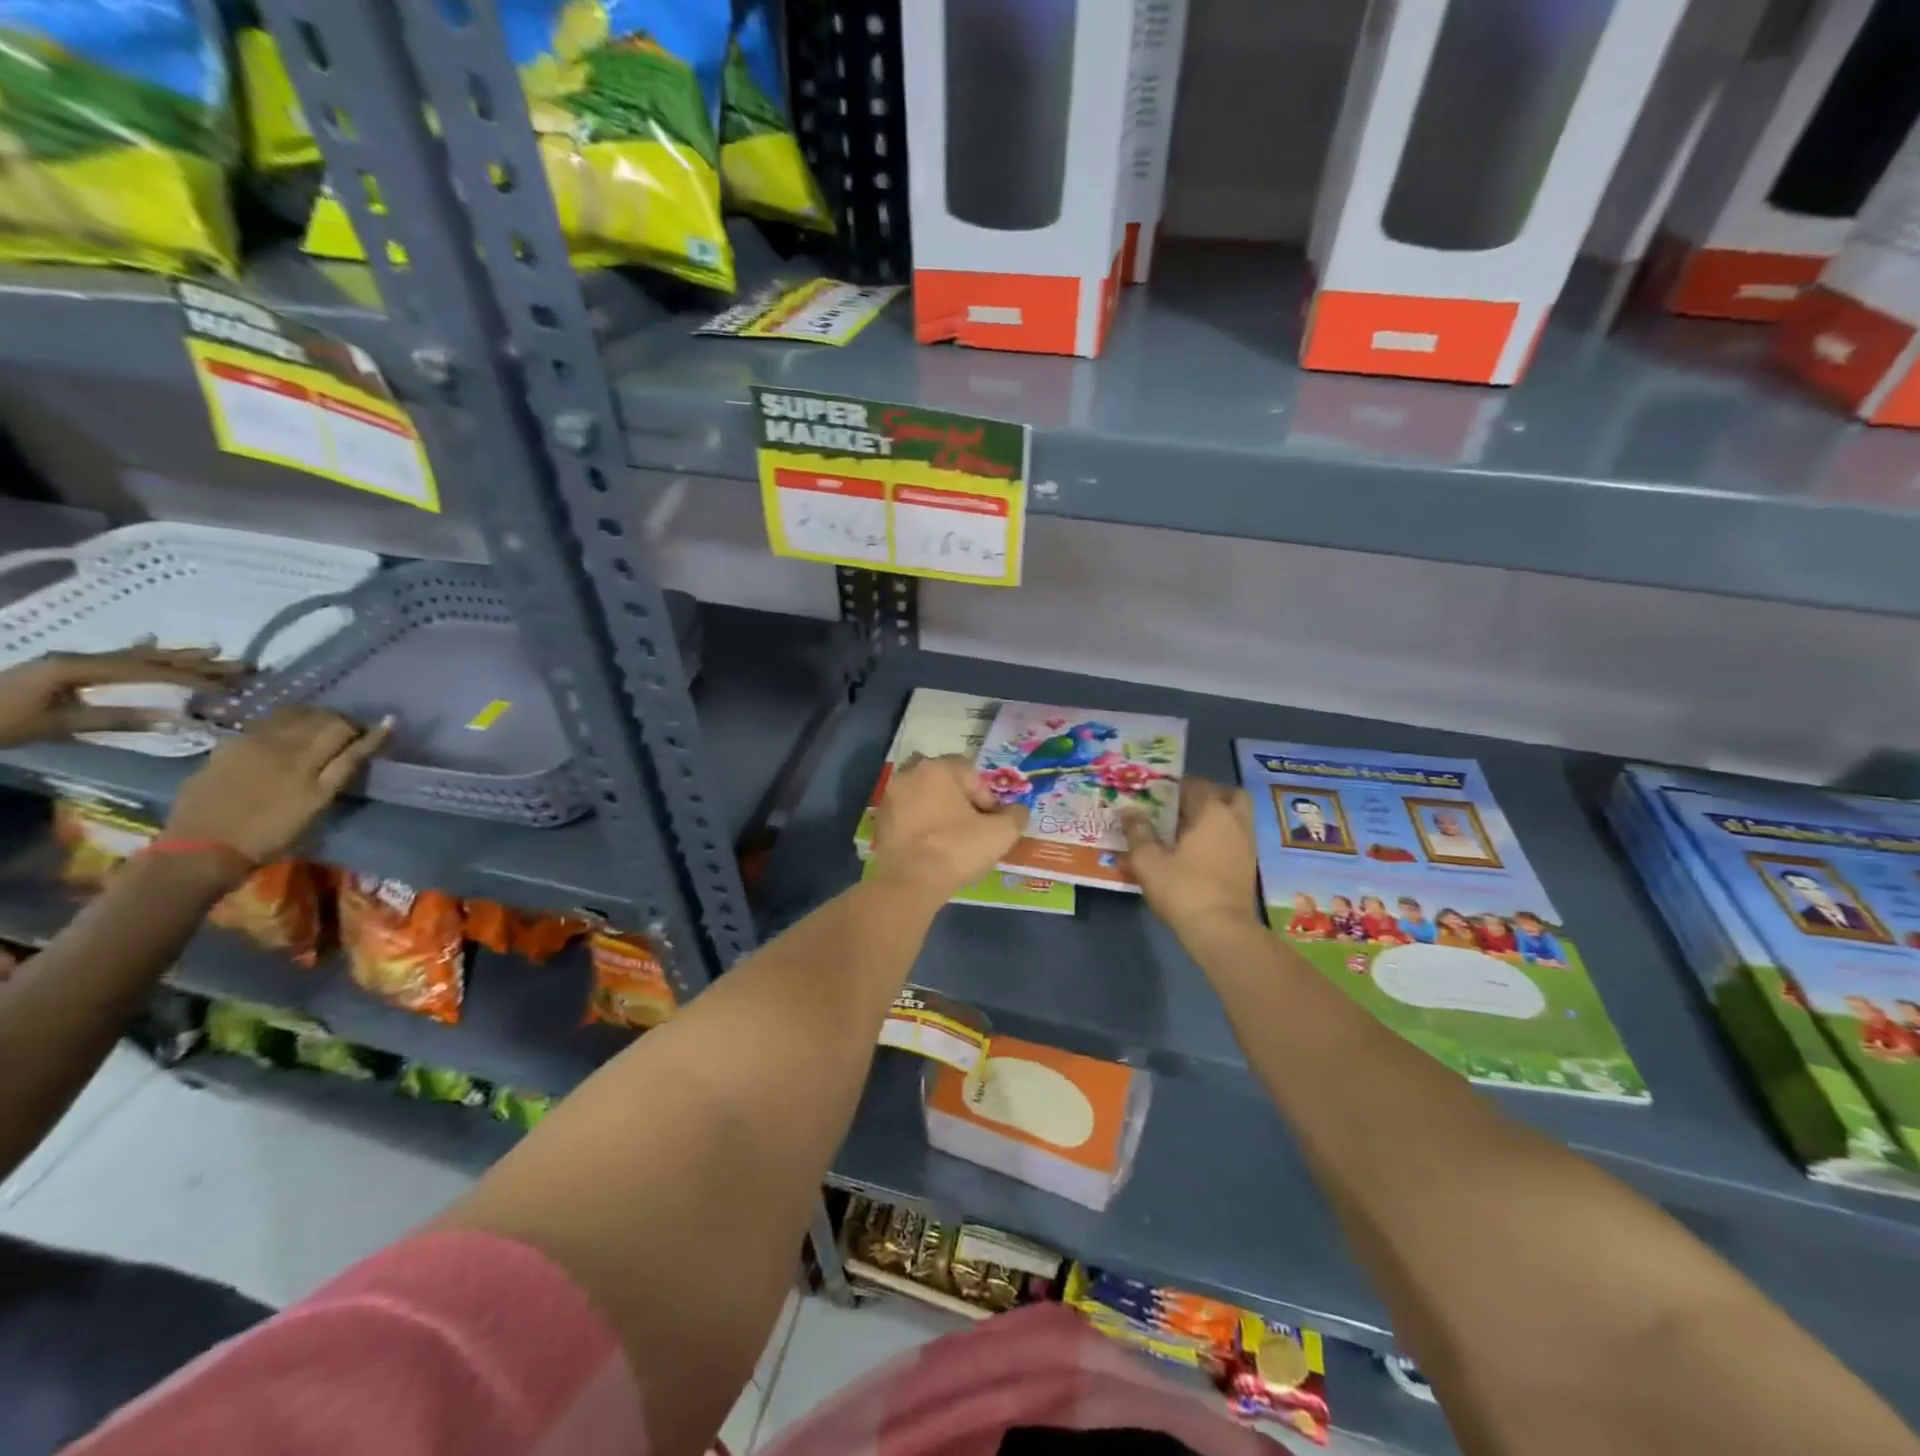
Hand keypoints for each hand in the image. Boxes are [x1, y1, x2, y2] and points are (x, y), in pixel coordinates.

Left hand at [0, 644, 244, 746]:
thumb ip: (115, 719)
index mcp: (78, 668)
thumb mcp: (56, 725)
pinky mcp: (66, 669)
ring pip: (137, 655)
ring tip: (216, 652)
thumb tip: (174, 717)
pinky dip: (147, 654)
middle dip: (196, 661)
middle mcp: (79, 657)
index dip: (190, 677)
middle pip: (148, 657)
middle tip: (241, 664)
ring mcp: (71, 661)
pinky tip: (156, 645)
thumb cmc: (0, 722)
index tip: (229, 684)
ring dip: (179, 655)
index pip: (148, 670)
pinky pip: (119, 658)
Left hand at [166, 707, 391, 865]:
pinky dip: (285, 724)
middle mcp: (281, 744)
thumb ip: (343, 768)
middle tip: (349, 735)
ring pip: (293, 714)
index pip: (344, 729)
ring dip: (314, 718)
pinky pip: (266, 723)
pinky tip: (285, 737)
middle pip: (321, 717)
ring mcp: (251, 741)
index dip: (366, 729)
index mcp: (307, 761)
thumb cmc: (271, 834)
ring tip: (319, 732)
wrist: (201, 847)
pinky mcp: (228, 745)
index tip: (380, 732)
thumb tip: (367, 740)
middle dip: (342, 721)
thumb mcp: (318, 803)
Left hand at [869, 754, 1027, 905]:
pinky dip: (919, 825)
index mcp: (937, 768)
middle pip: (941, 779)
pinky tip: (931, 847)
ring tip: (950, 837)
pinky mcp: (879, 822)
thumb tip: (1019, 811)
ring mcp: (890, 798)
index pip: (969, 772)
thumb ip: (1015, 816)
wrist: (910, 882)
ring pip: (921, 796)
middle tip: (970, 823)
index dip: (985, 795)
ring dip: (936, 810)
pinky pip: (906, 816)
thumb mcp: (1000, 833)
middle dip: (956, 797)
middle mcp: (909, 774)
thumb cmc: (957, 848)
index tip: (990, 820)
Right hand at [1122, 777, 1260, 937]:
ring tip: (1186, 831)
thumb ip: (1137, 831)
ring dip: (1215, 817)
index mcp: (1211, 812)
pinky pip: (1235, 838)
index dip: (1174, 786)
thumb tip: (1128, 810)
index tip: (1155, 795)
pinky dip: (1220, 837)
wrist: (1221, 931)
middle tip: (1181, 807)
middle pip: (1227, 795)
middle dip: (1206, 795)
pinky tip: (1197, 852)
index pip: (1195, 784)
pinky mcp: (1248, 867)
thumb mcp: (1148, 860)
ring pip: (1235, 817)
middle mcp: (1235, 822)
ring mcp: (1246, 845)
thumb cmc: (1183, 889)